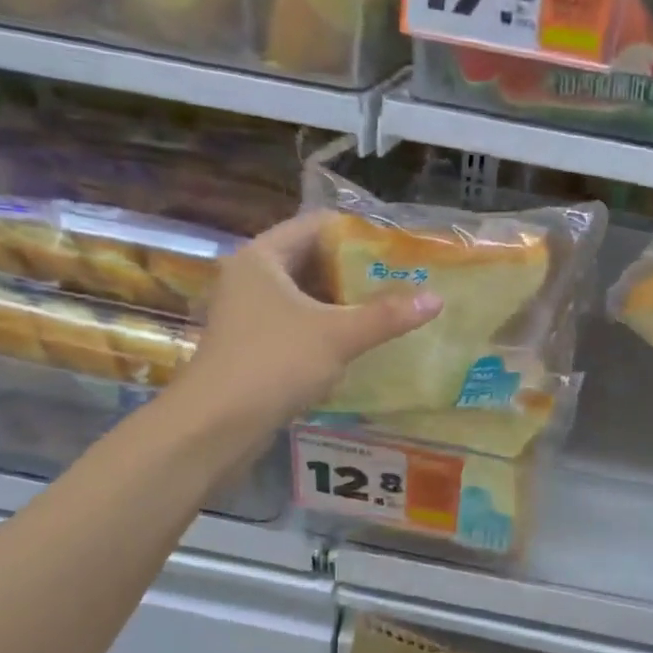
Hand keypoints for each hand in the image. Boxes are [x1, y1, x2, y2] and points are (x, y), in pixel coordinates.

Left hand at [181, 212, 440, 426]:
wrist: (215, 427)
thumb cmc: (274, 363)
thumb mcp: (338, 335)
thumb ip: (387, 315)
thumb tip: (437, 298)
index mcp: (263, 257)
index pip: (318, 225)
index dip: (360, 233)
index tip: (399, 249)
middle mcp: (252, 277)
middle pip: (314, 259)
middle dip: (358, 270)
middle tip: (403, 280)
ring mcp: (250, 312)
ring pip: (308, 294)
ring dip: (346, 301)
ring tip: (391, 307)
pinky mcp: (255, 344)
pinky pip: (300, 322)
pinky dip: (330, 325)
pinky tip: (361, 339)